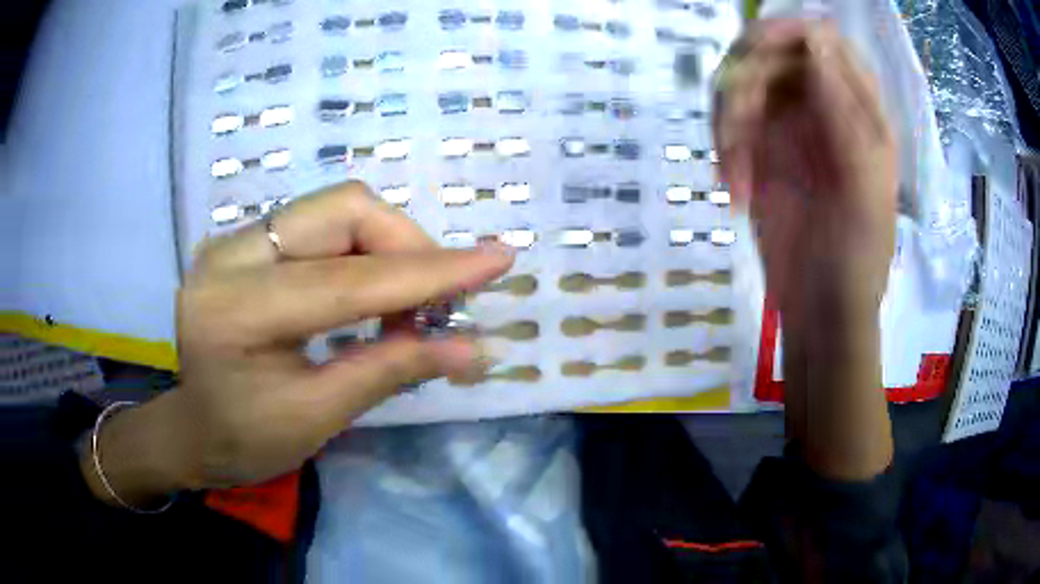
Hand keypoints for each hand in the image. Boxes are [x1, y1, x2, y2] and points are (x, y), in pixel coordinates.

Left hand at [81, 182, 513, 506]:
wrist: (194, 428)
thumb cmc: (245, 440)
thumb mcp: (317, 417)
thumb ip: (391, 371)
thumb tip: (472, 349)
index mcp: (236, 310)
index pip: (348, 279)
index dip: (429, 272)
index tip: (497, 260)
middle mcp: (229, 254)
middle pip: (343, 209)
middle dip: (407, 246)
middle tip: (436, 301)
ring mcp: (234, 240)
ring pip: (336, 208)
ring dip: (388, 247)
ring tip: (407, 303)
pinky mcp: (246, 241)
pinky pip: (321, 224)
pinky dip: (362, 251)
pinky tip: (372, 291)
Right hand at [714, 20, 896, 479]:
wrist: (823, 313)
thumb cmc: (857, 257)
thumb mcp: (864, 183)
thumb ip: (844, 109)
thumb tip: (815, 37)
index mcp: (858, 110)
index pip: (823, 39)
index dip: (790, 31)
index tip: (760, 51)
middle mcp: (820, 107)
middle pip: (770, 52)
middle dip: (746, 81)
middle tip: (738, 126)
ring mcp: (786, 129)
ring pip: (740, 84)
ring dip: (727, 122)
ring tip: (734, 174)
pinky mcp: (758, 154)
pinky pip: (726, 124)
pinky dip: (721, 149)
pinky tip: (733, 187)